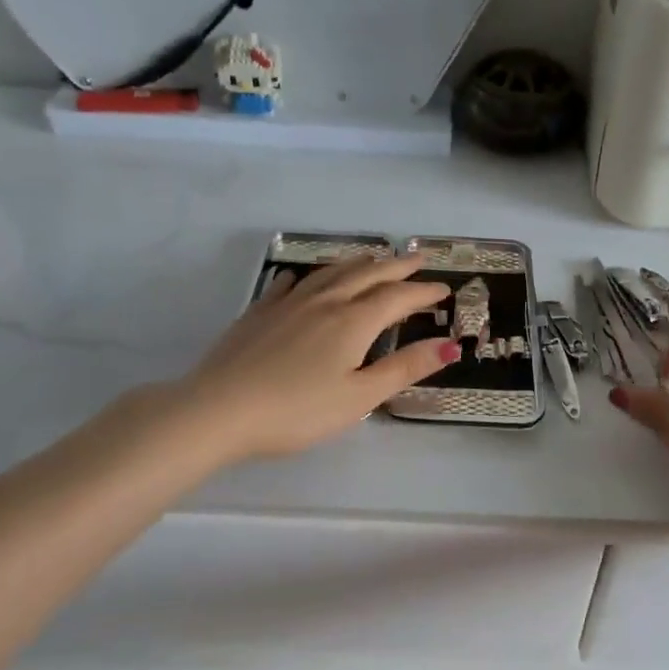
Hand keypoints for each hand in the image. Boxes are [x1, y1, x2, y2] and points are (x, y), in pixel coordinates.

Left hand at [177, 253, 459, 461]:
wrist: (218, 409)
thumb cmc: (297, 410)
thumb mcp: (360, 396)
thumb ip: (404, 368)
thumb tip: (450, 344)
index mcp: (353, 321)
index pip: (398, 297)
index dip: (424, 292)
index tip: (444, 289)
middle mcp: (324, 302)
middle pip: (367, 274)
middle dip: (397, 266)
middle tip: (418, 258)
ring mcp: (288, 303)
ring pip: (331, 272)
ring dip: (358, 263)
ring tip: (373, 258)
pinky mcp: (259, 313)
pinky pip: (290, 284)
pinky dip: (308, 276)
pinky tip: (303, 278)